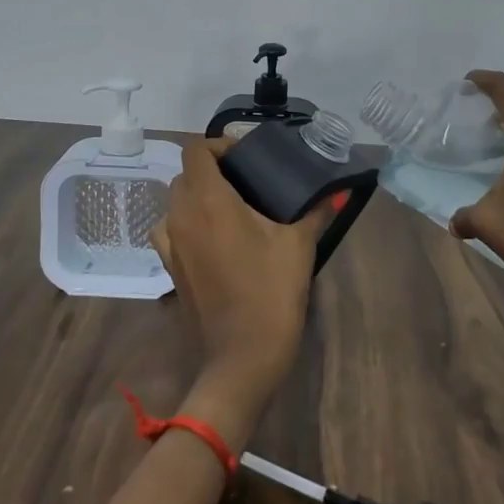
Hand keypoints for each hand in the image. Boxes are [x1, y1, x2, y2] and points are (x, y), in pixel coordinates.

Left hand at [150, 138, 331, 438]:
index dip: (218, 145)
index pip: (196, 151)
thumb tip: (333, 192)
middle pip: (185, 175)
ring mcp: (170, 245)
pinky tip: (214, 238)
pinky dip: (187, 224)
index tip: (246, 157)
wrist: (242, 358)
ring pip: (175, 203)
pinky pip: (171, 231)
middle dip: (211, 170)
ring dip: (197, 196)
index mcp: (209, 201)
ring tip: (231, 208)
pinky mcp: (170, 269)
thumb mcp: (299, 246)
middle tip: (247, 181)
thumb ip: (315, 211)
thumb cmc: (271, 293)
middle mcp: (181, 217)